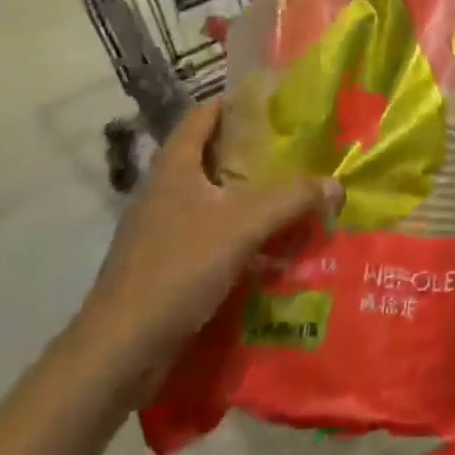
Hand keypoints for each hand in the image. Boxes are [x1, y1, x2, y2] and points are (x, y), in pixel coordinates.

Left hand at [72, 99, 341, 400]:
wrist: (117, 353)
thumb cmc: (177, 269)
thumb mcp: (243, 226)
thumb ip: (292, 199)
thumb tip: (336, 184)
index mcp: (175, 163)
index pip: (206, 112)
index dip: (240, 102)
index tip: (280, 105)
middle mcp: (164, 187)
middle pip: (214, 154)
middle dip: (256, 154)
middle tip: (299, 154)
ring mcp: (160, 227)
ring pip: (213, 198)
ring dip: (250, 198)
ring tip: (293, 199)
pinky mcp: (163, 263)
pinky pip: (208, 234)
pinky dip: (238, 234)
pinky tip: (268, 249)